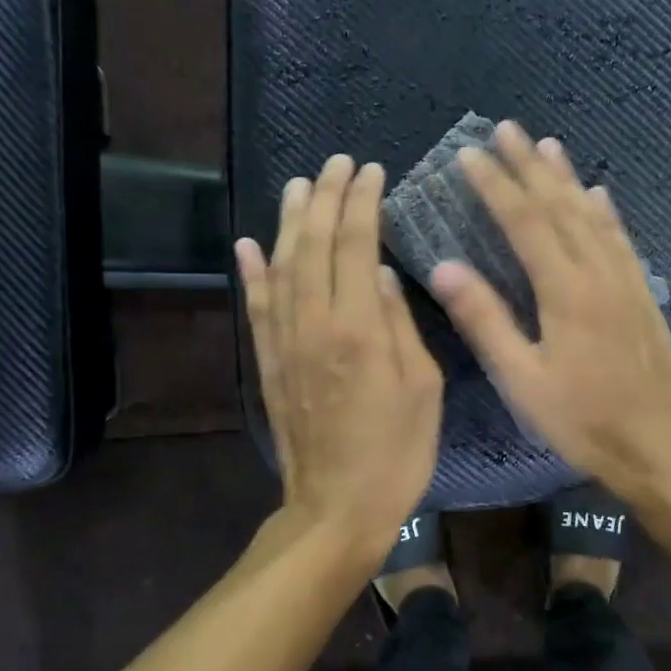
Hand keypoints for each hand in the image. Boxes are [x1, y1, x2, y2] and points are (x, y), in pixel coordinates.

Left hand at [235, 156, 443, 549]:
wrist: (337, 507)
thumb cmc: (397, 452)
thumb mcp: (423, 388)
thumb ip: (399, 323)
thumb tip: (377, 273)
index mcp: (358, 329)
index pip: (355, 246)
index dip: (362, 203)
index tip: (371, 172)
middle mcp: (314, 325)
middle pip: (313, 245)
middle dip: (325, 198)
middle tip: (337, 163)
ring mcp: (285, 344)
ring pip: (281, 268)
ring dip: (288, 222)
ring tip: (299, 185)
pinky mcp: (270, 365)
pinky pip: (256, 309)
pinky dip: (251, 273)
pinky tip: (248, 244)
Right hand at [427, 120, 670, 499]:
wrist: (657, 446)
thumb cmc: (581, 420)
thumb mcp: (522, 380)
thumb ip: (485, 321)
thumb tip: (445, 267)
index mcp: (566, 291)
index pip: (525, 222)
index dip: (495, 185)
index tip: (469, 154)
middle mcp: (599, 273)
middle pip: (560, 207)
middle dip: (529, 166)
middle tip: (506, 129)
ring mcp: (627, 281)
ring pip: (593, 216)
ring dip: (567, 178)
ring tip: (547, 145)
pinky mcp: (643, 295)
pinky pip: (621, 240)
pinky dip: (606, 212)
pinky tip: (598, 195)